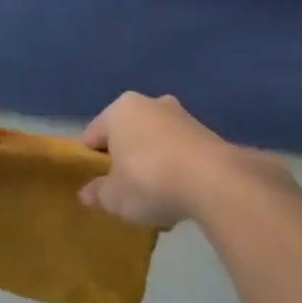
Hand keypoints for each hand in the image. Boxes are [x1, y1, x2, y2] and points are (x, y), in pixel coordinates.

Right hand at [79, 93, 278, 228]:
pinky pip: (181, 153)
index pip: (94, 134)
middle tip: (125, 190)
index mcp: (120, 110)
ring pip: (156, 143)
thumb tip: (87, 193)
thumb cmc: (149, 180)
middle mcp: (151, 103)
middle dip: (126, 159)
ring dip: (153, 165)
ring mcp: (182, 116)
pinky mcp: (208, 133)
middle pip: (128, 135)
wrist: (214, 181)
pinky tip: (181, 196)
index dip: (92, 161)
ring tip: (156, 198)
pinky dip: (177, 169)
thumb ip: (98, 193)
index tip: (96, 185)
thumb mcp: (114, 197)